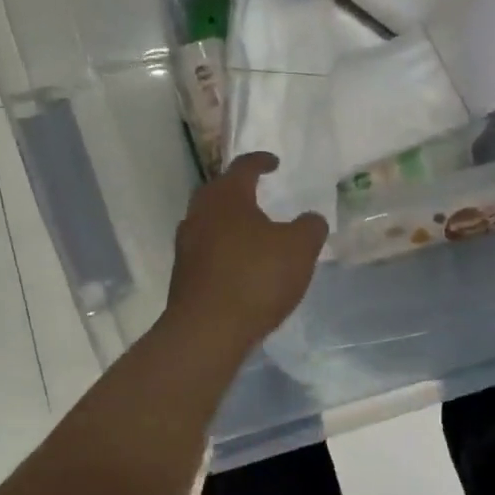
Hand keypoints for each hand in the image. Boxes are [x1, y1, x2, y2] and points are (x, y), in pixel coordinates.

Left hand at [165, 152, 327, 351]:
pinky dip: (224, 249)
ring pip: (209, 221)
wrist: (207, 332)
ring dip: (229, 221)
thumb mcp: (299, 248)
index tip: (274, 163)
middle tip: (258, 192)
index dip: (261, 162)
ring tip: (252, 231)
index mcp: (227, 197)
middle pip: (219, 191)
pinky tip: (241, 264)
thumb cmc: (255, 278)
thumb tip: (311, 219)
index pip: (243, 167)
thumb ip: (310, 227)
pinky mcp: (183, 275)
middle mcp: (200, 213)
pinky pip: (206, 250)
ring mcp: (187, 245)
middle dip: (239, 189)